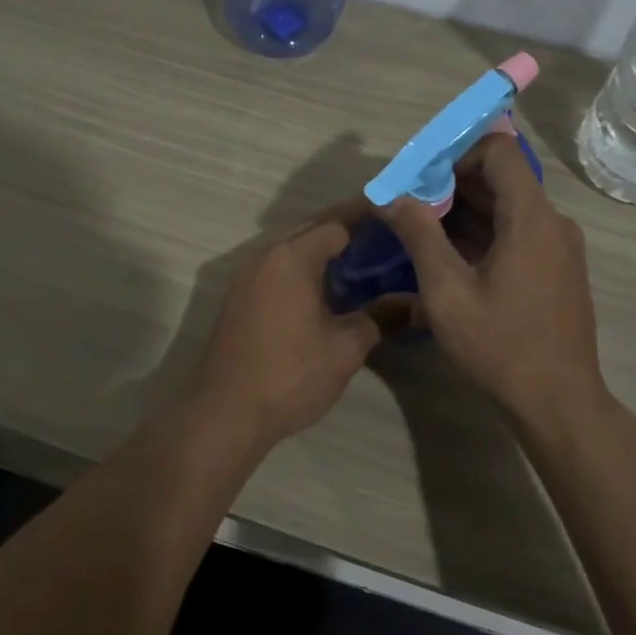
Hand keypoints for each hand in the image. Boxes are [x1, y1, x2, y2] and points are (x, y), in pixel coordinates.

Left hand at [189, 202, 386, 451]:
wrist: (225, 414)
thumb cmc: (290, 375)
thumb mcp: (345, 348)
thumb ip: (378, 316)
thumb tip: (410, 302)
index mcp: (291, 257)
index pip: (337, 223)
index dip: (369, 220)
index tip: (397, 221)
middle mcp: (264, 256)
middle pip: (312, 231)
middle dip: (347, 233)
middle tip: (386, 242)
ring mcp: (246, 277)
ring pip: (292, 251)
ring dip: (324, 254)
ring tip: (363, 265)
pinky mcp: (238, 299)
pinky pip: (278, 270)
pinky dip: (304, 272)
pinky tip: (328, 291)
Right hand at [382, 134, 606, 429]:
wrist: (558, 402)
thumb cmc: (500, 345)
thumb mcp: (447, 292)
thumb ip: (419, 236)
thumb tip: (392, 197)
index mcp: (531, 217)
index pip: (499, 151)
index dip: (457, 153)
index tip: (421, 175)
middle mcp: (552, 222)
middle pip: (501, 179)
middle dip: (451, 184)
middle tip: (408, 202)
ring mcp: (558, 247)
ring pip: (507, 208)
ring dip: (464, 211)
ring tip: (419, 228)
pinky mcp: (556, 269)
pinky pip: (517, 234)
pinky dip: (483, 234)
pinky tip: (448, 256)